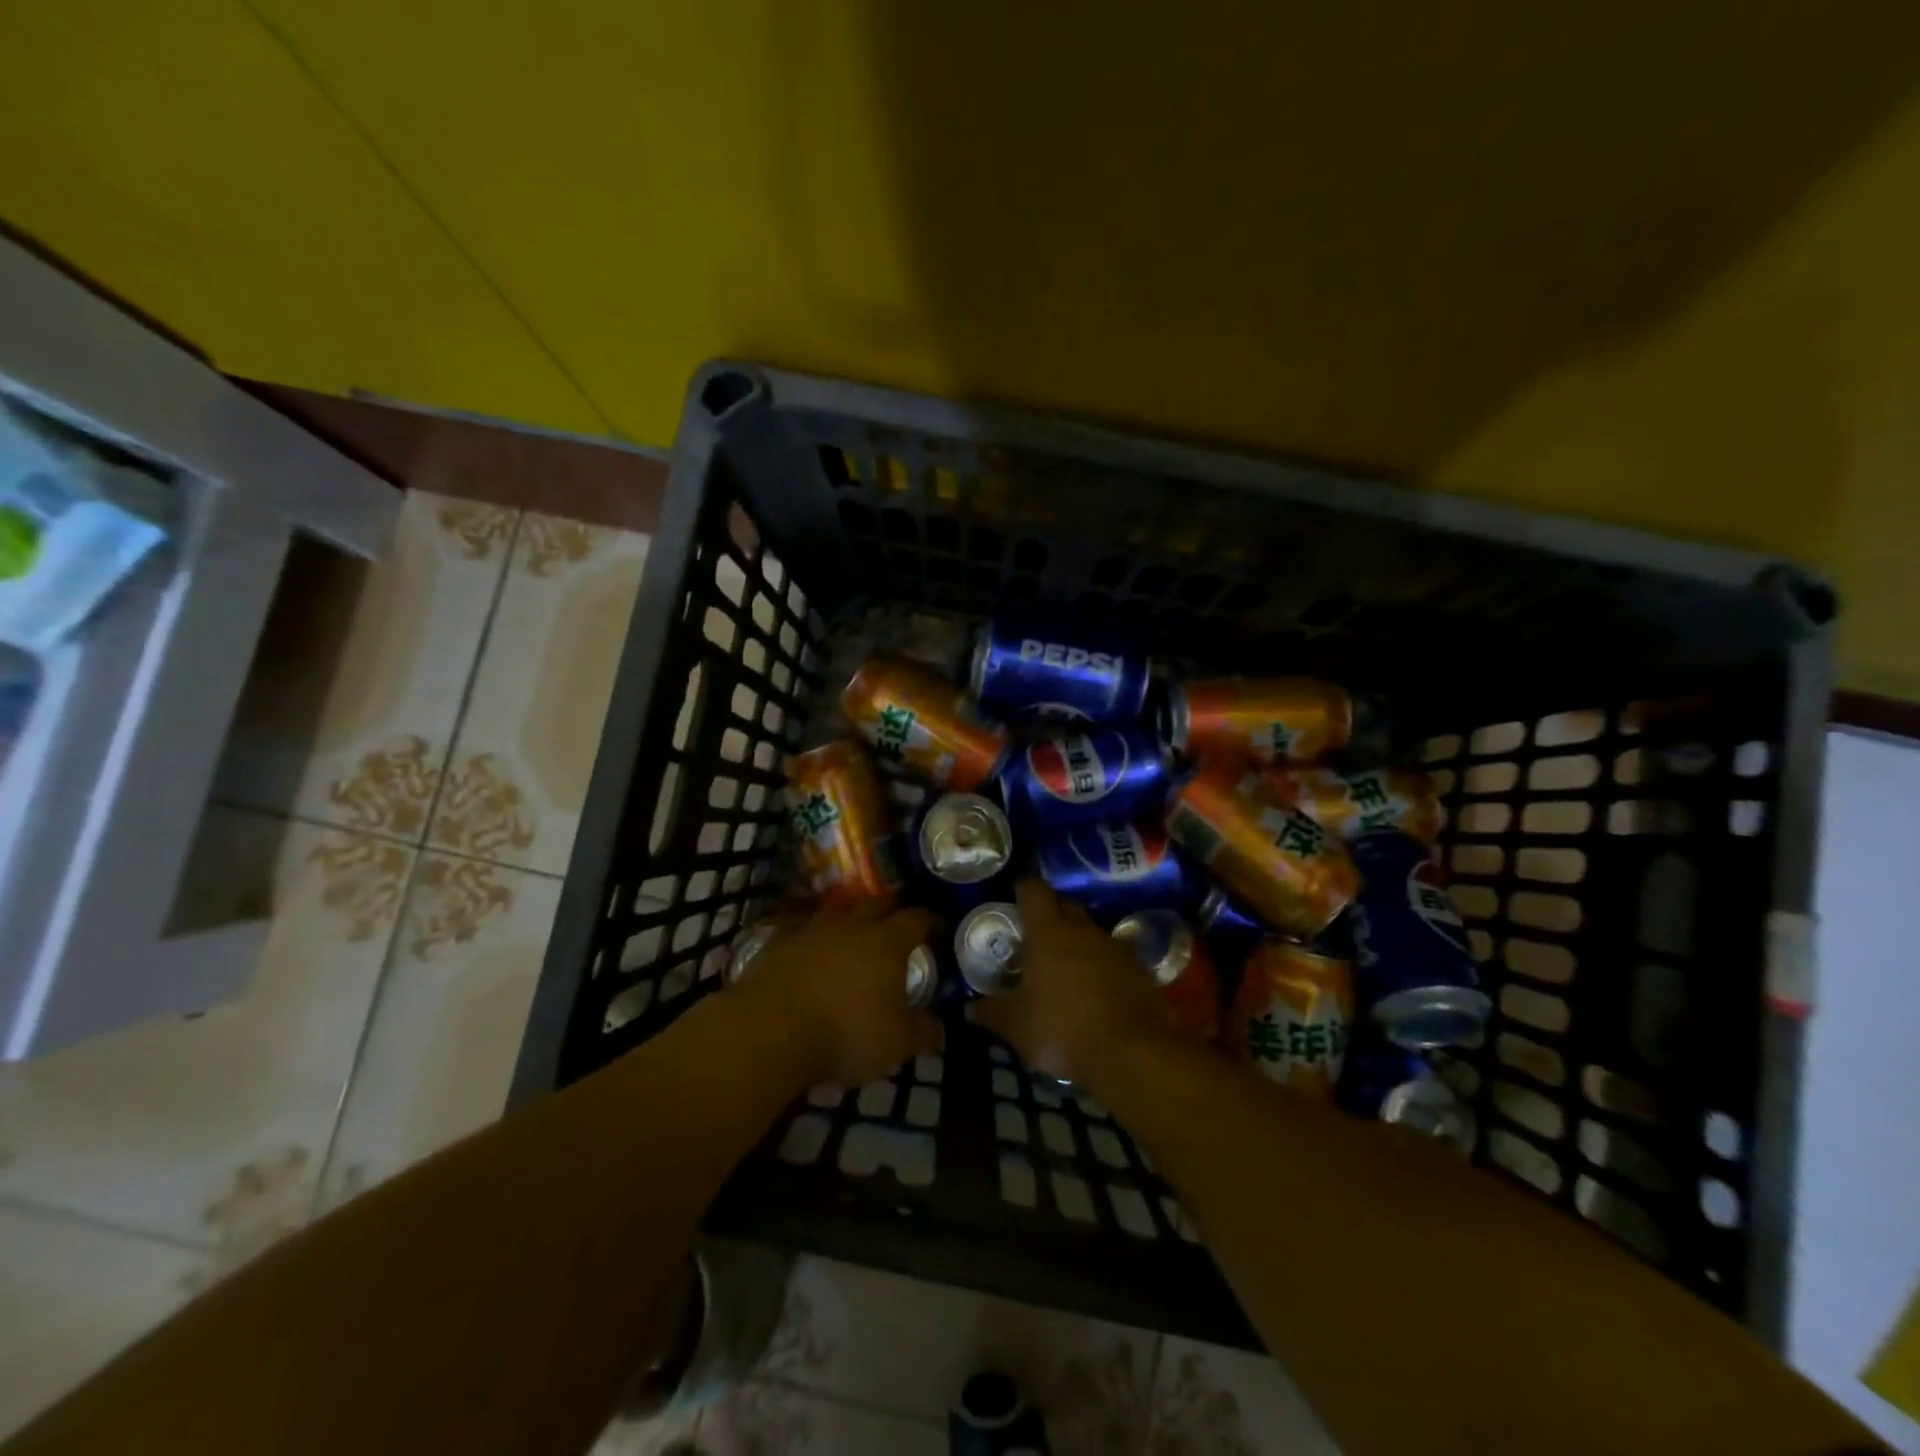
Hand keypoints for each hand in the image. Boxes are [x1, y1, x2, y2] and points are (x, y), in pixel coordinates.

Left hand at [731, 900, 944, 1085]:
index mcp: (886, 942)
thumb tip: (940, 1029)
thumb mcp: (896, 1043)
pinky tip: (811, 948)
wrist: (769, 1030)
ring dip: (849, 916)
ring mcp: (811, 931)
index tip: (938, 926)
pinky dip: (812, 935)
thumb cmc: (845, 1033)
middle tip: (898, 920)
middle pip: (876, 904)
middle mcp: (851, 926)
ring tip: (855, 928)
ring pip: (837, 911)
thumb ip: (923, 1033)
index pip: (916, 918)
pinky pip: (801, 929)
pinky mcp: (778, 944)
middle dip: (891, 908)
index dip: (930, 920)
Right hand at [966, 879, 1174, 1084]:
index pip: (1033, 890)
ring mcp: (1113, 947)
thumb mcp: (1015, 1026)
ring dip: (1075, 940)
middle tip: (1033, 932)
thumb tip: (969, 1007)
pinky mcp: (1137, 968)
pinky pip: (1110, 955)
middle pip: (1064, 904)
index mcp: (1048, 932)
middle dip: (1049, 911)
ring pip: (1089, 930)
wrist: (1131, 1053)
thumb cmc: (1062, 1029)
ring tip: (1061, 964)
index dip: (1022, 887)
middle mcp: (1082, 929)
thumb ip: (991, 1011)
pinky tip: (1091, 988)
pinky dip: (1098, 964)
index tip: (1013, 893)